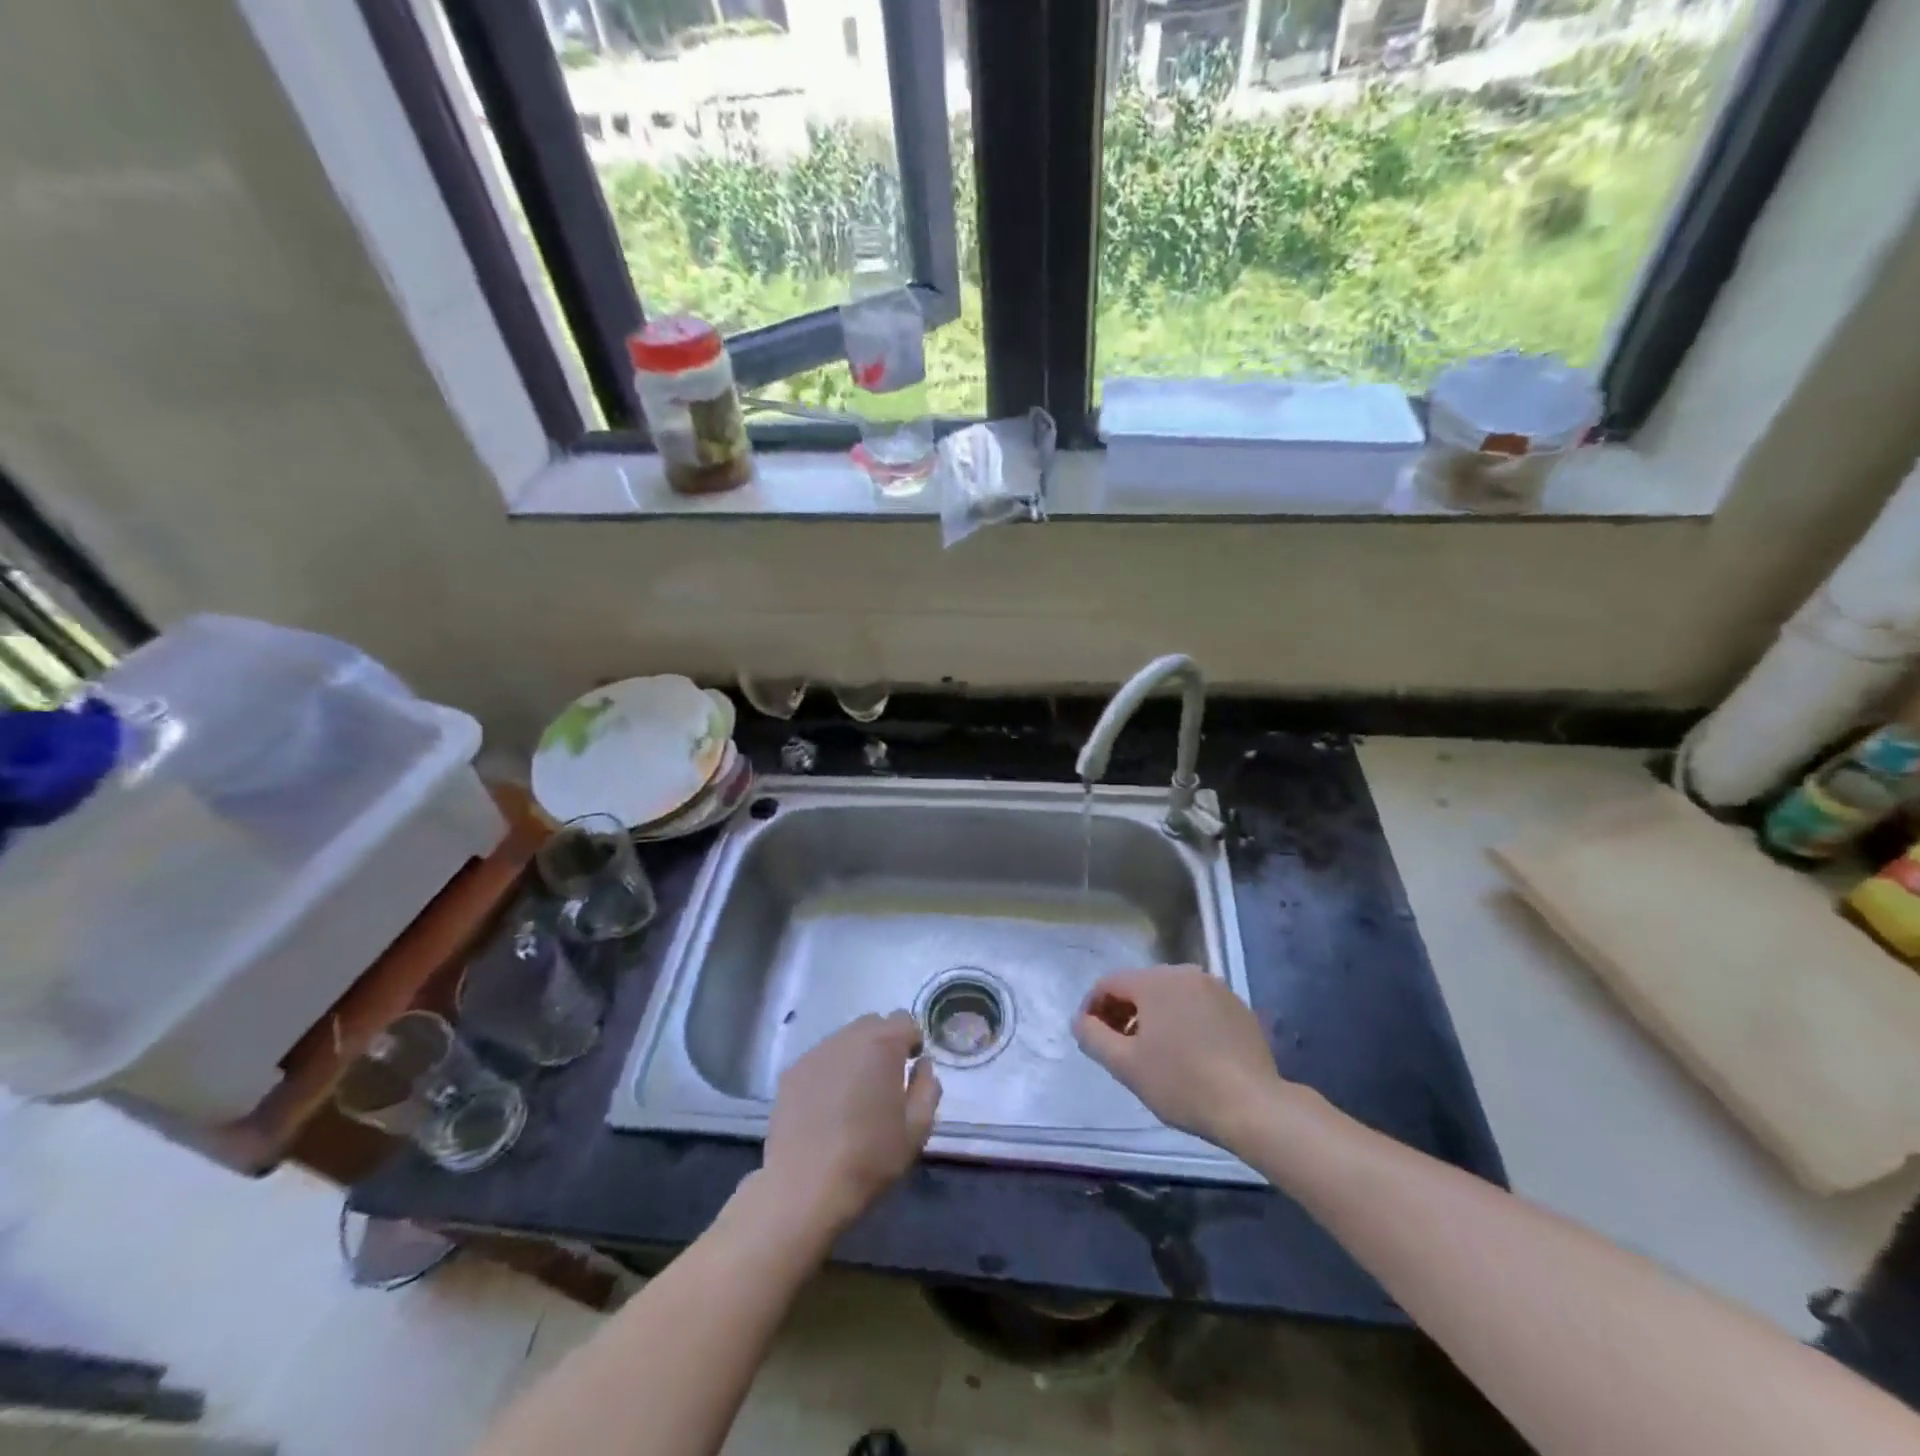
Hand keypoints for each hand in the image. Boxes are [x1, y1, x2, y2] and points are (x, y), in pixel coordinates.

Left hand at [761, 1011, 941, 1234]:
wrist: (803, 1187)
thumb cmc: (868, 1158)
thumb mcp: (916, 1130)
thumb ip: (927, 1088)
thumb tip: (922, 1065)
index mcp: (882, 1045)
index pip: (904, 1020)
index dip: (912, 1040)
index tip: (911, 1067)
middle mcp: (847, 1038)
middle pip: (872, 1024)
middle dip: (884, 1042)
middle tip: (885, 1079)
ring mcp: (815, 1053)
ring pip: (844, 1040)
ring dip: (856, 1055)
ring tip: (855, 1093)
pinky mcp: (791, 1072)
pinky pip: (820, 1059)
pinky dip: (830, 1071)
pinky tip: (828, 1105)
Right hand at [1074, 965, 1286, 1150]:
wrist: (1253, 1106)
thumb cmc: (1182, 1083)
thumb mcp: (1126, 1065)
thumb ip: (1093, 1037)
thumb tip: (1080, 1021)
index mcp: (1154, 981)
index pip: (1109, 983)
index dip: (1093, 1008)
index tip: (1091, 1038)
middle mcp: (1184, 972)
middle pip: (1140, 986)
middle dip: (1123, 1012)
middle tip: (1119, 1047)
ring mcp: (1215, 988)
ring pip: (1170, 995)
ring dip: (1153, 1017)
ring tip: (1152, 1052)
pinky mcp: (1238, 1007)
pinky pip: (1197, 1006)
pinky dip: (1183, 1021)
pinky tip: (1188, 1053)